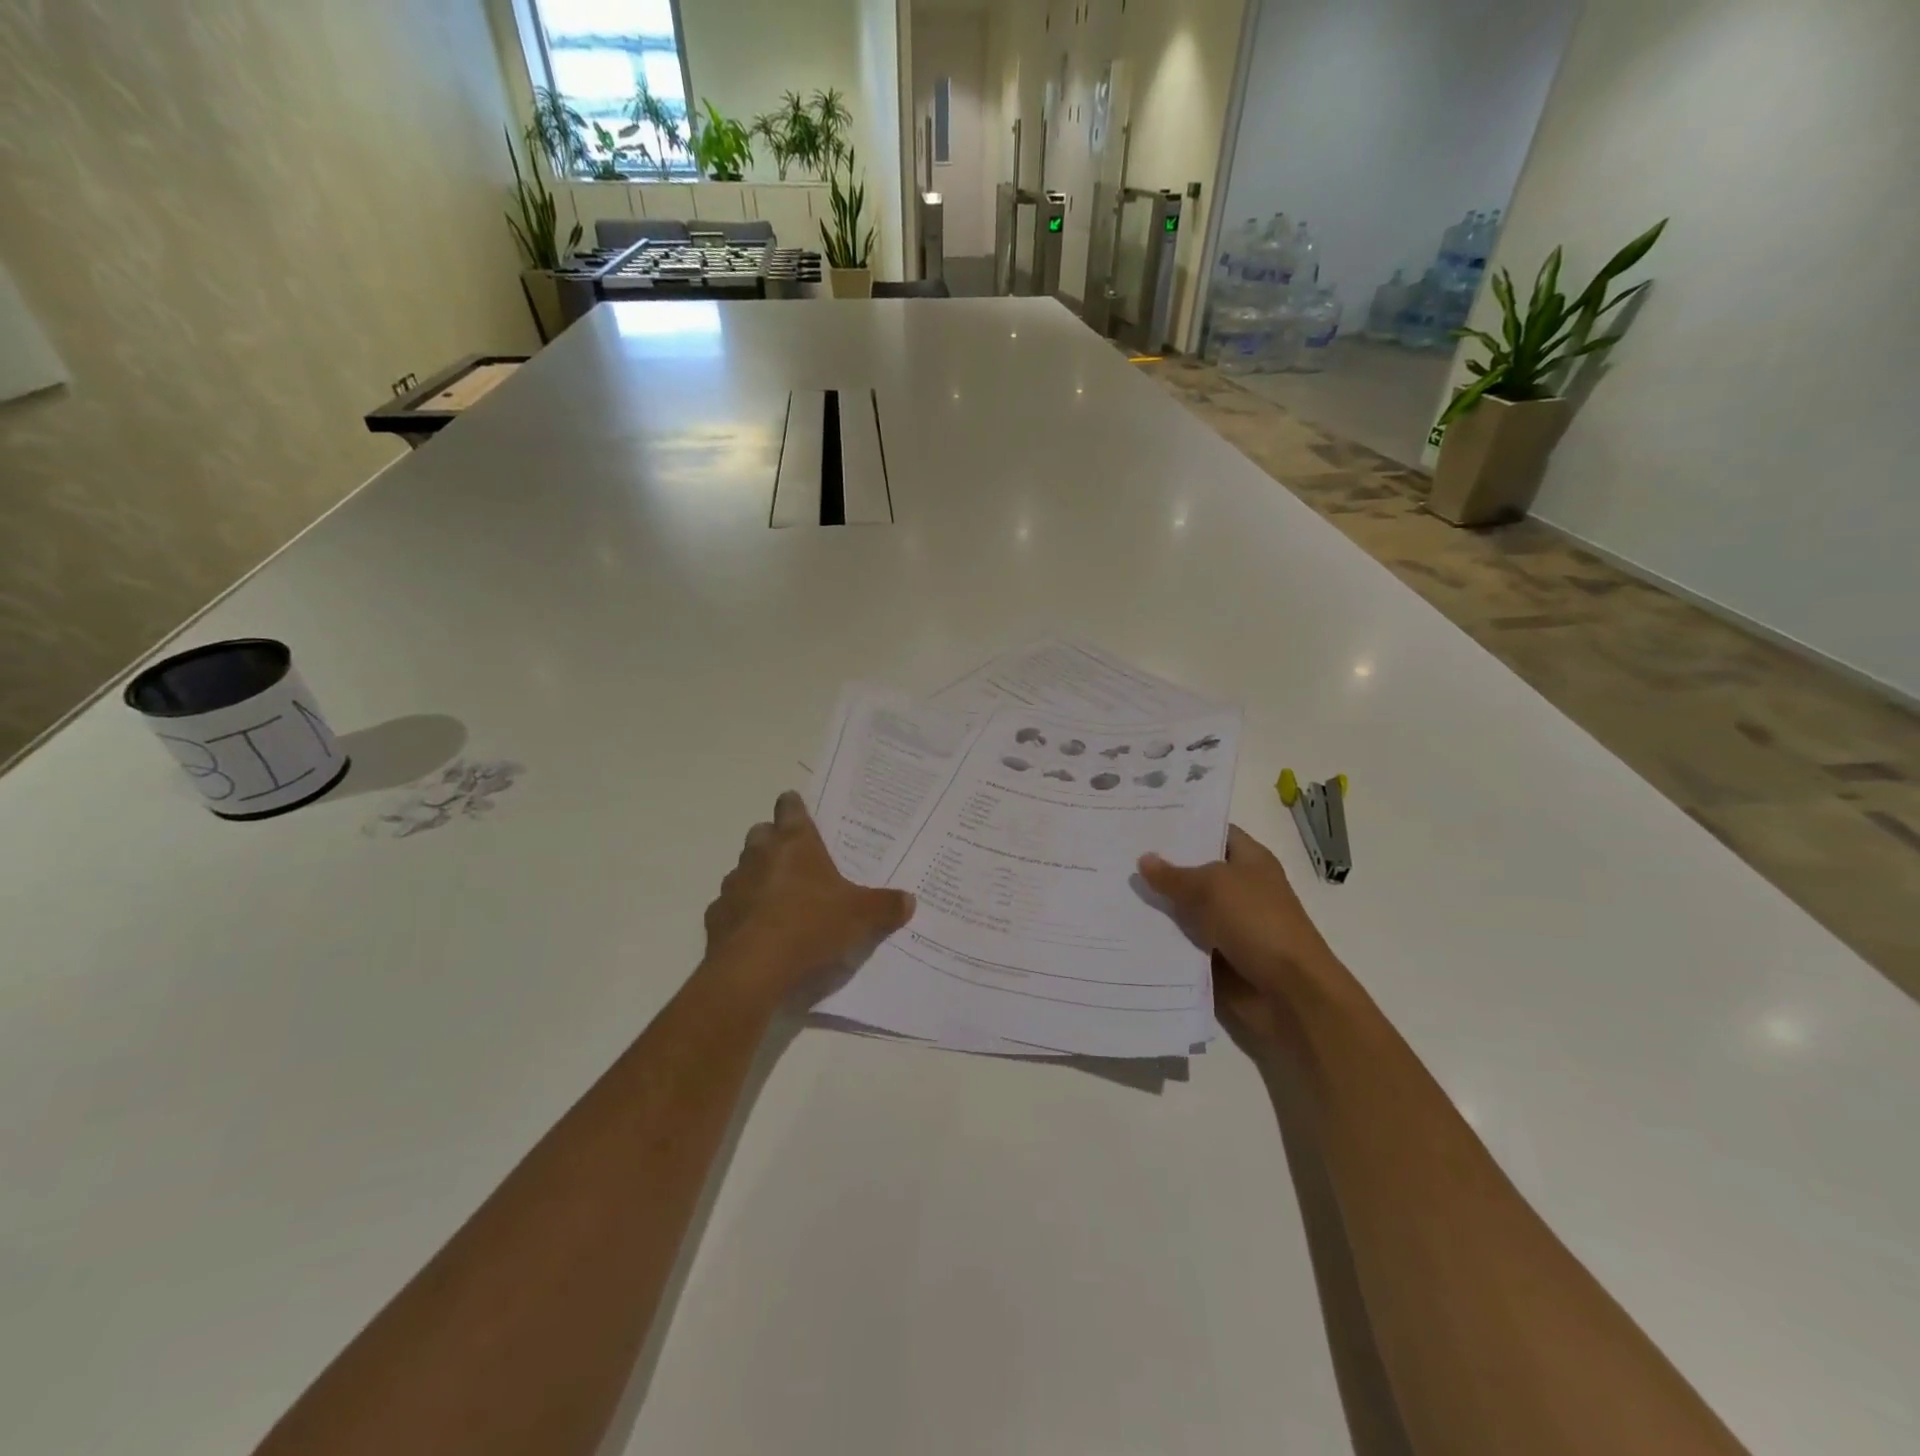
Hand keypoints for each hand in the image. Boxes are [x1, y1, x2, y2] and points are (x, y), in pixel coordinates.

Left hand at [701, 791, 915, 1008]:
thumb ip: (885, 906)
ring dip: (757, 876)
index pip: (790, 808)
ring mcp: (733, 885)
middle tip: (795, 857)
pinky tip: (757, 931)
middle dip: (774, 839)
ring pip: (743, 869)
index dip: (794, 806)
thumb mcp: (860, 918)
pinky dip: (742, 912)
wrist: (752, 971)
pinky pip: (730, 906)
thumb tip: (909, 899)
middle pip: (761, 833)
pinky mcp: (716, 917)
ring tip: (778, 898)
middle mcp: (760, 856)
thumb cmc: (810, 927)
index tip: (797, 807)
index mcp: (795, 844)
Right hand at [1138, 826, 1342, 1046]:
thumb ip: (1174, 875)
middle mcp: (1237, 889)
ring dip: (1153, 905)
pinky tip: (1123, 927)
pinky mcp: (1213, 956)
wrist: (1288, 993)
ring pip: (1182, 908)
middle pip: (1192, 871)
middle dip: (1159, 865)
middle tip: (1116, 852)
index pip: (1214, 832)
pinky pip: (1180, 941)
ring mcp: (1225, 924)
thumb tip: (1144, 859)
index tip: (1144, 819)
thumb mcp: (1212, 888)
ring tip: (1108, 888)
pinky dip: (1158, 938)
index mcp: (1249, 861)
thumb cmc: (1257, 923)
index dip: (1183, 825)